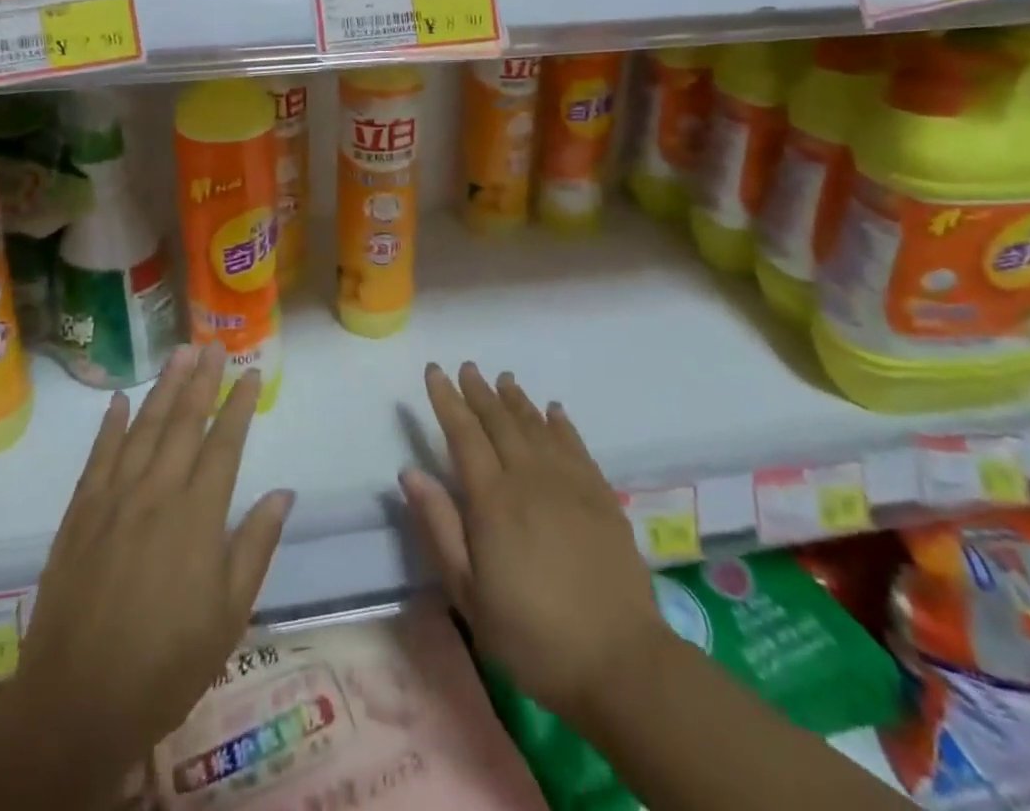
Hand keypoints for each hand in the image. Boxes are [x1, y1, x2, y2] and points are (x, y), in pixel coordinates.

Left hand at [10, 344, 294, 784]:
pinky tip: (118, 400)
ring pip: (142, 428)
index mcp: (197, 515)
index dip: (238, 404)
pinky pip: (97, 457)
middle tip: (212, 345)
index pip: (224, 444)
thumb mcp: (229, 615)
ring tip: (178, 355)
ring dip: (162, 388)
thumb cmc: (166, 664)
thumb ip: (256, 546)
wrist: (75, 704)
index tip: (249, 372)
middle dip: (201, 380)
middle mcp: (156, 493)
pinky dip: (109, 426)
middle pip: (183, 423)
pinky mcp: (79, 514)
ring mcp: (113, 499)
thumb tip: (283, 493)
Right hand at [400, 362, 665, 731]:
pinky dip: (560, 423)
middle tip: (467, 367)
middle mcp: (529, 477)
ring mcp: (569, 483)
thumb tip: (409, 472)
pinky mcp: (601, 496)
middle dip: (479, 391)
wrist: (620, 661)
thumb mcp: (469, 593)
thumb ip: (439, 527)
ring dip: (516, 399)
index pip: (463, 434)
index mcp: (493, 499)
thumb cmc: (532, 634)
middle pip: (499, 421)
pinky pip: (575, 445)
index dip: (447, 399)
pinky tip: (553, 410)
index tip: (435, 371)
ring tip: (503, 378)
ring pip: (536, 425)